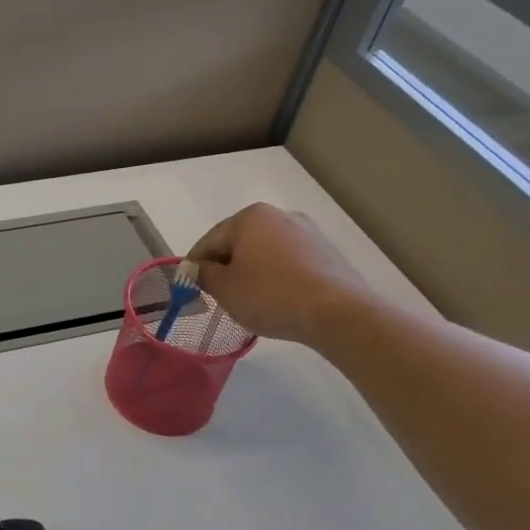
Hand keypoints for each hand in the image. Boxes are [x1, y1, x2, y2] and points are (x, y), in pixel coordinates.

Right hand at [186, 204, 371, 343]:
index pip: (210, 240)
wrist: (338, 314)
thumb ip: (203, 274)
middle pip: (239, 243)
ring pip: (265, 253)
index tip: (191, 288)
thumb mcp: (224, 289)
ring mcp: (308, 233)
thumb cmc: (271, 296)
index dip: (196, 265)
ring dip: (252, 272)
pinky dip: (277, 278)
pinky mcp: (327, 253)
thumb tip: (196, 268)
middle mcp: (280, 215)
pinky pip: (289, 263)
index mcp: (250, 217)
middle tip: (219, 296)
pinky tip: (277, 300)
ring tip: (250, 302)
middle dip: (227, 267)